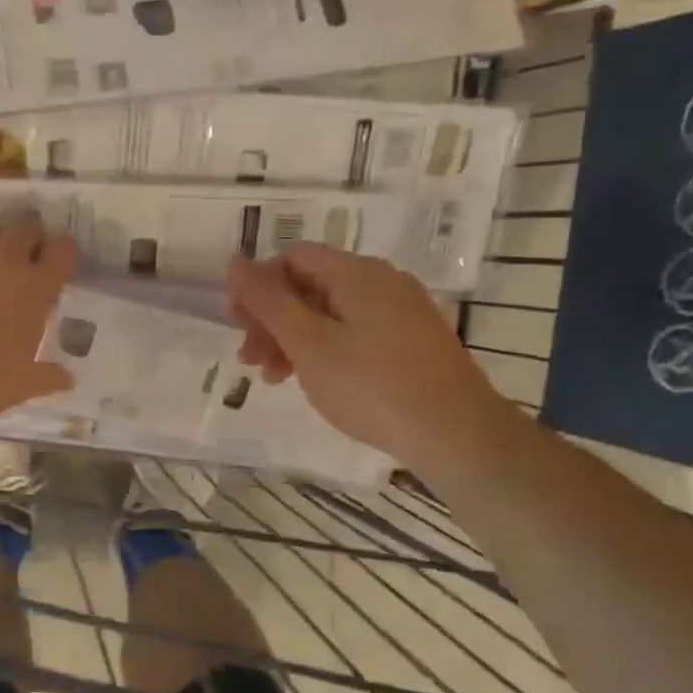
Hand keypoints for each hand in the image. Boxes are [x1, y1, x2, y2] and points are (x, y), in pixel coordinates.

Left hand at [0, 205, 75, 461]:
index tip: (52, 266)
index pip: (63, 248)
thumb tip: (68, 379)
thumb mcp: (23, 384)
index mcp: (36, 288)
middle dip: (24, 234)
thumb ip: (47, 376)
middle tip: (15, 254)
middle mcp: (4, 258)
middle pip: (25, 221)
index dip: (58, 254)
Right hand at [225, 245, 512, 471]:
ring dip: (293, 339)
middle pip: (310, 285)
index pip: (293, 258)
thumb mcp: (309, 343)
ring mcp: (401, 312)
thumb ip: (268, 302)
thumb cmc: (372, 386)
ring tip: (273, 378)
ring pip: (330, 313)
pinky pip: (355, 332)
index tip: (238, 326)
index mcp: (357, 274)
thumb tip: (235, 262)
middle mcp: (382, 282)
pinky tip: (314, 380)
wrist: (457, 434)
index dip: (258, 286)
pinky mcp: (411, 341)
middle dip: (272, 318)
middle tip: (249, 358)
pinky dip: (325, 350)